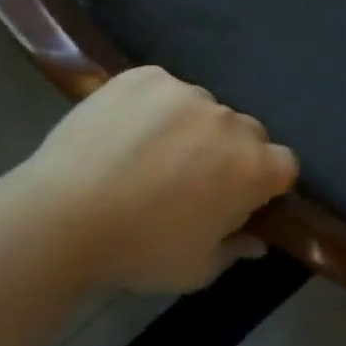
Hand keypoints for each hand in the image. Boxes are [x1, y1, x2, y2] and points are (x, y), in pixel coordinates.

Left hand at [21, 66, 297, 291]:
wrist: (61, 218)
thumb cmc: (139, 251)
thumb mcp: (196, 268)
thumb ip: (235, 248)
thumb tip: (256, 240)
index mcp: (253, 167)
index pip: (284, 164)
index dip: (265, 183)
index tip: (238, 199)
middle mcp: (230, 120)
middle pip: (246, 132)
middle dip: (229, 153)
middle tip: (190, 180)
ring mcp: (187, 92)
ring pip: (203, 108)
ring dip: (190, 128)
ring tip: (147, 155)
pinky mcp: (146, 76)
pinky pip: (163, 89)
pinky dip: (152, 107)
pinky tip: (123, 133)